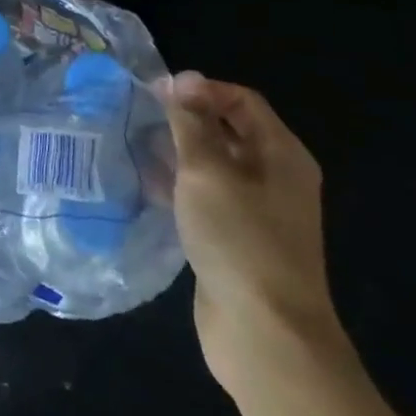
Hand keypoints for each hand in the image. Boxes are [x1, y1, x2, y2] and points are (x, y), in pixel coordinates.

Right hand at [153, 72, 346, 395]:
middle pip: (228, 131)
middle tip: (140, 114)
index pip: (242, 100)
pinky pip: (204, 199)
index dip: (201, 89)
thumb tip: (182, 79)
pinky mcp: (234, 241)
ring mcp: (255, 213)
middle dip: (186, 119)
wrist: (264, 335)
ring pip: (212, 166)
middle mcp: (274, 178)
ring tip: (134, 143)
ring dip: (177, 152)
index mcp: (281, 155)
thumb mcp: (207, 171)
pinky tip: (144, 184)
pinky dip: (177, 186)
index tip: (157, 91)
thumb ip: (190, 123)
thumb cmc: (239, 240)